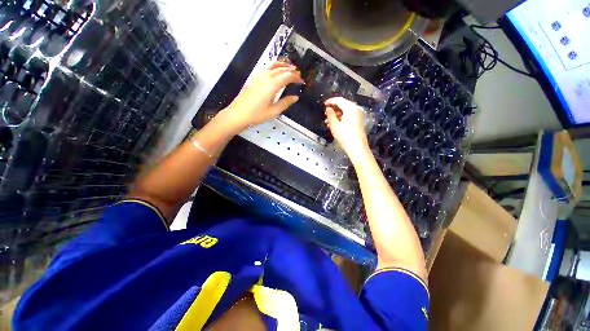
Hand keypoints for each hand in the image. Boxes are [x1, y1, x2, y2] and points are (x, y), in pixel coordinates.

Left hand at [219, 61, 302, 132]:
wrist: (238, 114)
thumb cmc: (256, 114)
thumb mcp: (273, 111)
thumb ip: (285, 103)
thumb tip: (295, 97)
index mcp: (272, 85)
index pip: (287, 76)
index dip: (296, 77)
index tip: (301, 80)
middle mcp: (266, 77)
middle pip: (281, 69)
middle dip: (291, 70)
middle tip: (298, 74)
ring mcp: (258, 76)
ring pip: (273, 65)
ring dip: (282, 65)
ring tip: (289, 67)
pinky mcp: (254, 78)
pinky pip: (266, 68)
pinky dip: (274, 66)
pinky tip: (276, 71)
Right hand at [324, 97, 370, 161]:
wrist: (357, 148)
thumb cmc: (345, 137)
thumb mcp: (334, 125)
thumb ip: (330, 115)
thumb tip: (328, 108)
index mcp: (350, 108)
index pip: (339, 100)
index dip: (330, 101)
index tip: (324, 104)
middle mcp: (355, 109)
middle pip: (343, 104)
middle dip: (333, 108)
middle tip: (325, 114)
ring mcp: (357, 115)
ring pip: (345, 110)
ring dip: (336, 114)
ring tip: (328, 120)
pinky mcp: (358, 121)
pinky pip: (348, 115)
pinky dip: (341, 117)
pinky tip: (335, 123)